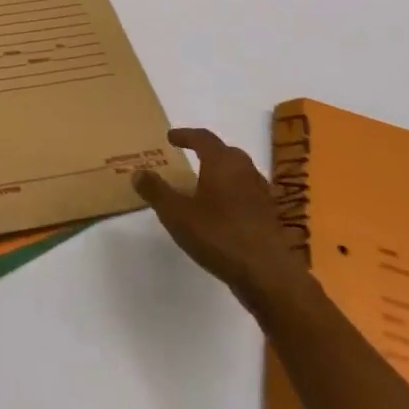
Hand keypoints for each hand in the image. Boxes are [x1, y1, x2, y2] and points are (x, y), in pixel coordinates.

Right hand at [135, 128, 303, 308]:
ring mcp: (261, 193)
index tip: (171, 137)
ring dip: (221, 172)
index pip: (203, 138)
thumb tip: (138, 172)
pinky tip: (223, 211)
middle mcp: (245, 171)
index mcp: (222, 163)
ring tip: (204, 184)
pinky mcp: (269, 215)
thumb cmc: (218, 236)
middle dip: (207, 151)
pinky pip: (247, 193)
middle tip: (189, 156)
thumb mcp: (176, 214)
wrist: (267, 273)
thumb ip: (156, 191)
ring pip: (239, 172)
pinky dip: (233, 193)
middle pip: (226, 152)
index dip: (186, 135)